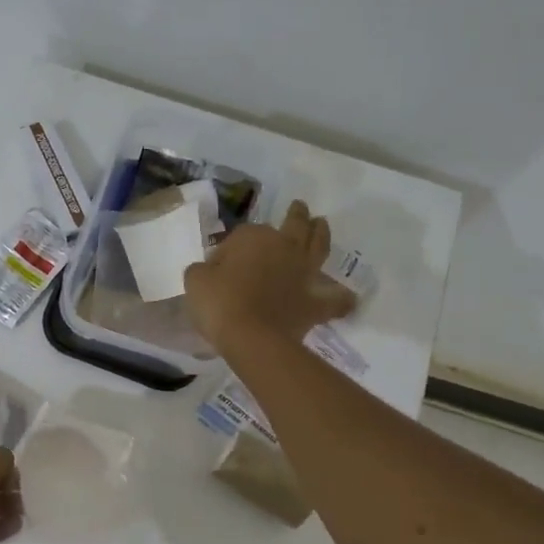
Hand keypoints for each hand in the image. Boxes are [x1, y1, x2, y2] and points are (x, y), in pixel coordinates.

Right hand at [185, 200, 355, 352]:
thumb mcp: (195, 281)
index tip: (220, 265)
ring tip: (322, 225)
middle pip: (293, 225)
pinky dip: (342, 299)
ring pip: (318, 247)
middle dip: (296, 215)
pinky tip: (349, 298)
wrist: (251, 336)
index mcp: (253, 237)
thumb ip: (202, 270)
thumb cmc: (219, 303)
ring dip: (321, 234)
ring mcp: (303, 273)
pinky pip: (334, 300)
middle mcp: (284, 248)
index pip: (242, 236)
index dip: (231, 249)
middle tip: (299, 208)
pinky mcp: (314, 302)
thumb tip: (210, 270)